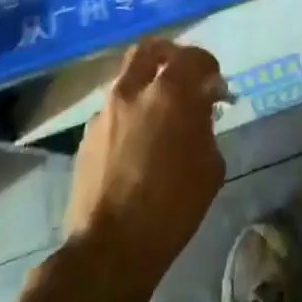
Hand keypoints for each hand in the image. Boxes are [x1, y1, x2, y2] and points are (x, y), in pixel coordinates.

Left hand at [65, 40, 226, 282]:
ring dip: (145, 87)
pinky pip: (113, 112)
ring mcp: (104, 114)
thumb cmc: (171, 207)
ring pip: (127, 81)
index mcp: (168, 94)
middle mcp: (132, 92)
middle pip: (149, 50)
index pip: (191, 57)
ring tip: (159, 115)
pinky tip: (137, 144)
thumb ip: (206, 125)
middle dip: (168, 55)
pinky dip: (129, 116)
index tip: (215, 84)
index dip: (208, 65)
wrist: (109, 251)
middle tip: (182, 75)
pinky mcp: (86, 138)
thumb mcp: (210, 165)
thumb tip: (201, 107)